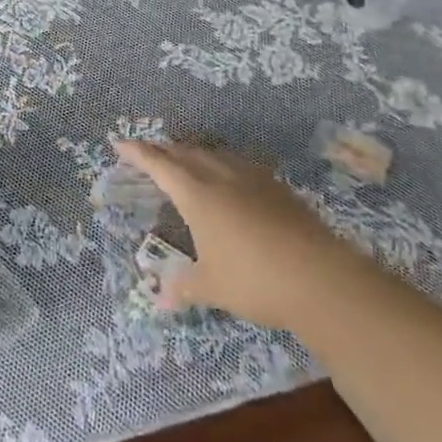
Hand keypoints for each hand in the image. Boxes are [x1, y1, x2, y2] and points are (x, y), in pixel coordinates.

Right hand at [113, 136, 334, 328]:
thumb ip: (182, 287)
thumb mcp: (211, 287)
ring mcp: (253, 179)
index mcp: (197, 194)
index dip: (137, 152)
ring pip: (215, 154)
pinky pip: (240, 165)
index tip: (119, 141)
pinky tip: (230, 178)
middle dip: (164, 150)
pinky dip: (222, 164)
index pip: (159, 165)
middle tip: (149, 152)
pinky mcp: (278, 188)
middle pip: (186, 152)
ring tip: (185, 159)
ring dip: (194, 153)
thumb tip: (159, 300)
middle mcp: (221, 177)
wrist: (322, 278)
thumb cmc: (254, 281)